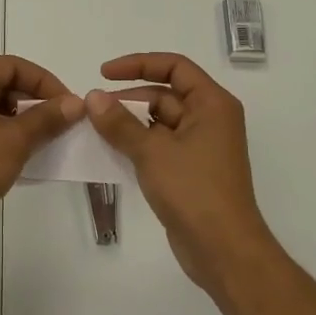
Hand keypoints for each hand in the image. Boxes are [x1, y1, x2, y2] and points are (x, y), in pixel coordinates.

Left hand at [0, 55, 83, 246]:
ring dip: (17, 119)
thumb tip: (76, 102)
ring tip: (39, 141)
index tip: (69, 106)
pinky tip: (14, 154)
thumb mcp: (15, 140)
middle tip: (57, 124)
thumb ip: (47, 118)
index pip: (14, 66)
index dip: (46, 83)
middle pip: (1, 82)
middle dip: (32, 101)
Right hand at [87, 52, 278, 297]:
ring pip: (159, 122)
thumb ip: (120, 122)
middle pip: (164, 95)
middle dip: (129, 99)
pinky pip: (159, 146)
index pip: (174, 67)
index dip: (138, 64)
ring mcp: (200, 146)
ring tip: (93, 129)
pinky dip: (136, 144)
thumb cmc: (194, 190)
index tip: (104, 73)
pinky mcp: (190, 171)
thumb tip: (93, 97)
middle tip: (92, 109)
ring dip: (129, 124)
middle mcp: (209, 119)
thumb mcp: (152, 152)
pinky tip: (108, 151)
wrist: (223, 249)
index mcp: (212, 104)